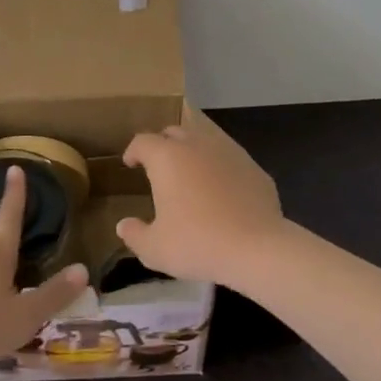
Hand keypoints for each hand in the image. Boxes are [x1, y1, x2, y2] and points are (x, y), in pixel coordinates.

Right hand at [117, 106, 289, 285]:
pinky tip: (222, 189)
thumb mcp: (155, 249)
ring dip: (192, 152)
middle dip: (163, 145)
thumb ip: (134, 235)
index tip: (130, 163)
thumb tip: (123, 226)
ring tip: (190, 174)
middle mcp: (196, 144)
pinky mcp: (253, 166)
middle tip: (158, 167)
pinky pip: (229, 158)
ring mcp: (228, 151)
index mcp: (167, 157)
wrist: (256, 248)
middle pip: (174, 132)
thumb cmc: (197, 243)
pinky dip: (219, 167)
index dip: (133, 151)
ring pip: (204, 140)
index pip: (143, 142)